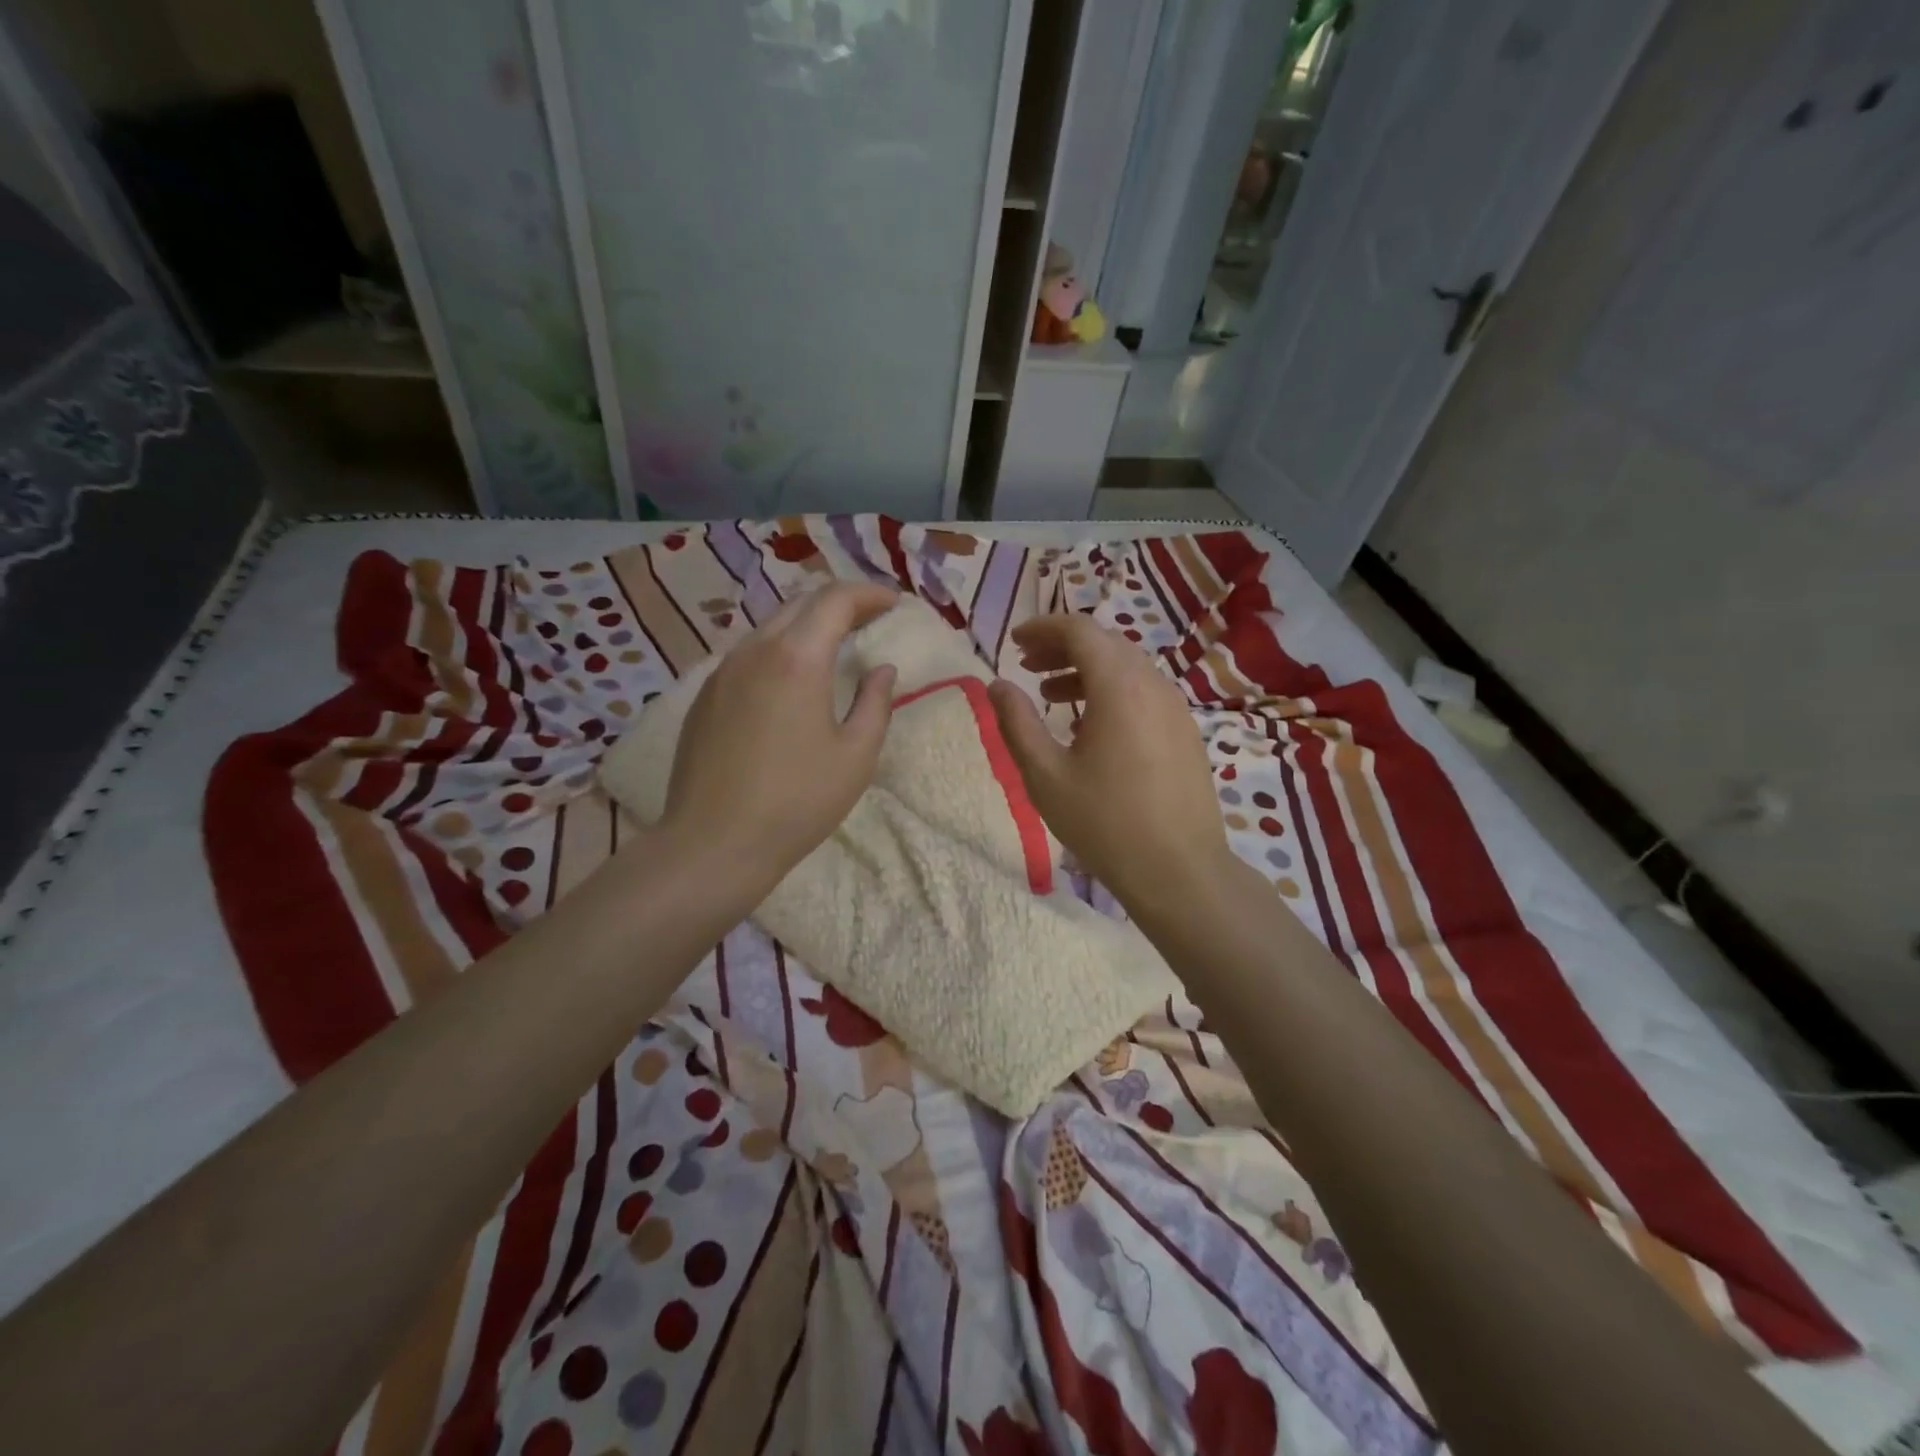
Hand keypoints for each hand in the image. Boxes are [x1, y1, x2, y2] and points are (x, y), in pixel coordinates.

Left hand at [662, 583, 898, 891]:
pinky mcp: (704, 696)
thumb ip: (876, 703)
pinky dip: (779, 650)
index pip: (835, 599)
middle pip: (800, 603)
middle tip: (870, 620)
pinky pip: (748, 655)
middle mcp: (754, 650)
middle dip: (839, 603)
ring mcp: (722, 671)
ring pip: (770, 626)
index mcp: (797, 658)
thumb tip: (882, 670)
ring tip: (833, 646)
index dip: (869, 594)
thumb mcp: (855, 756)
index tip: (894, 604)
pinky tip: (790, 680)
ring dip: (807, 626)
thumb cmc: (796, 801)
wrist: (713, 843)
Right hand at [987, 614, 1231, 915]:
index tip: (1014, 642)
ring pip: (1126, 667)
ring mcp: (1175, 707)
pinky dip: (1111, 690)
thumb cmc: (1105, 823)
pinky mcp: (1185, 730)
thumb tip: (997, 685)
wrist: (1179, 871)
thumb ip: (1017, 723)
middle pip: (1105, 644)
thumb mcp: (1045, 775)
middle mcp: (1153, 684)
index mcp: (1119, 687)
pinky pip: (1143, 691)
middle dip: (1062, 647)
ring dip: (1086, 670)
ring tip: (1050, 695)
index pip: (1080, 631)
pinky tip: (1089, 725)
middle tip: (1027, 666)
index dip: (1043, 628)